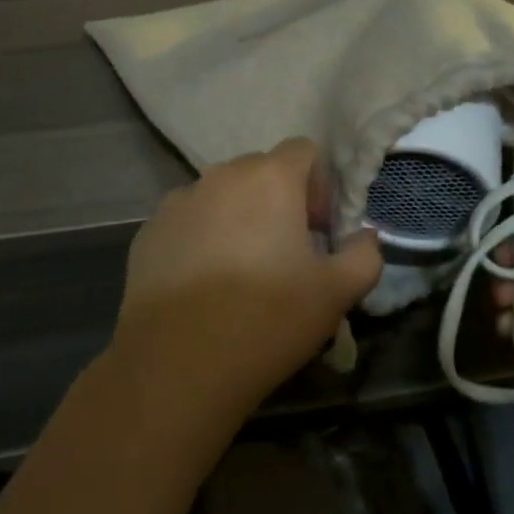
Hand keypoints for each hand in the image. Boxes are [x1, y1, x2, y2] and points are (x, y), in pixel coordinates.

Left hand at [110, 138, 383, 427]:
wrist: (178, 363)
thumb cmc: (267, 319)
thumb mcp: (336, 293)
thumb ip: (364, 255)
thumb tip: (365, 238)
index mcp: (269, 178)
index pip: (303, 150)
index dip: (319, 185)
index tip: (317, 231)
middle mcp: (220, 175)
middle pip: (260, 170)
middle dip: (279, 200)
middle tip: (285, 253)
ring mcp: (178, 201)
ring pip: (220, 195)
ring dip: (238, 217)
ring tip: (240, 272)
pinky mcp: (149, 230)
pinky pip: (187, 220)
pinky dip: (201, 238)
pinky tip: (203, 285)